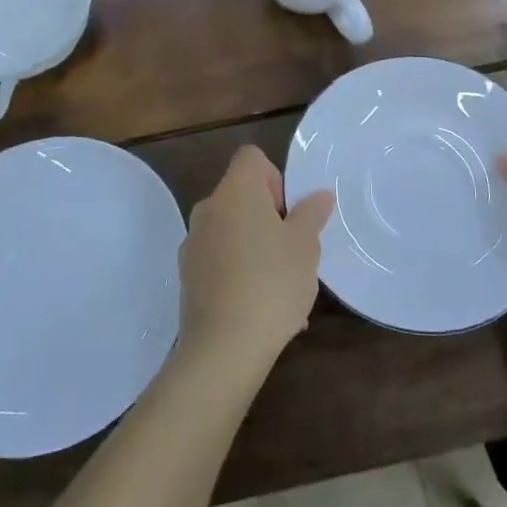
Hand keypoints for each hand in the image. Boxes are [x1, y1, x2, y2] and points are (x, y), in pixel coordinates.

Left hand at [179, 147, 333, 374]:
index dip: (275, 177)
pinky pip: (221, 261)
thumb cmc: (271, 283)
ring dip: (257, 246)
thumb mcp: (305, 246)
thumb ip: (311, 214)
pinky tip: (263, 308)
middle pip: (241, 195)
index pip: (251, 157)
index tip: (289, 212)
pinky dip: (241, 272)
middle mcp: (208, 209)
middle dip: (269, 216)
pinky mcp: (188, 277)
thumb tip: (319, 195)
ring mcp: (193, 243)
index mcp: (235, 191)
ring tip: (284, 287)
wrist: (223, 349)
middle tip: (293, 249)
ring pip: (232, 231)